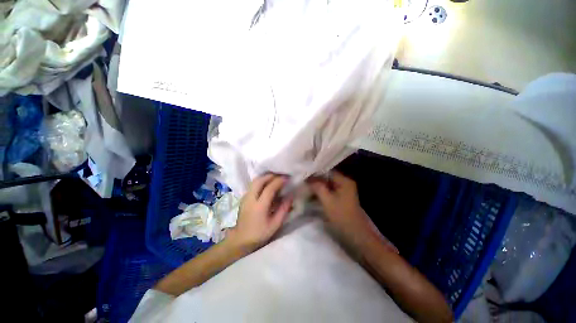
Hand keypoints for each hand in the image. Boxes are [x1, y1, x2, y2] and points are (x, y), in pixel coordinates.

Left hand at [227, 174, 292, 251]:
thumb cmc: (260, 233)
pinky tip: (267, 184)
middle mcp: (250, 198)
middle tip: (281, 176)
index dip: (279, 181)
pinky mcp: (244, 197)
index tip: (287, 178)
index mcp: (259, 206)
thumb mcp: (275, 224)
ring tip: (275, 178)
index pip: (269, 188)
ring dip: (265, 177)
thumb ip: (284, 209)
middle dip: (271, 175)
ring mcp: (245, 197)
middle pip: (259, 180)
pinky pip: (253, 185)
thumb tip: (291, 196)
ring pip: (255, 181)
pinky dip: (261, 181)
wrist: (241, 239)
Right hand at [308, 171, 378, 248]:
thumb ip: (317, 187)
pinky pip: (329, 191)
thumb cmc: (341, 216)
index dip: (315, 173)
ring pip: (327, 185)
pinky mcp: (341, 198)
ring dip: (317, 186)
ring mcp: (343, 191)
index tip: (304, 175)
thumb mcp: (327, 200)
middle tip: (303, 181)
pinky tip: (312, 194)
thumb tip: (308, 178)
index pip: (327, 172)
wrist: (355, 234)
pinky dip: (321, 192)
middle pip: (327, 178)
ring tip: (305, 187)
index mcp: (344, 181)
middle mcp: (345, 183)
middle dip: (315, 180)